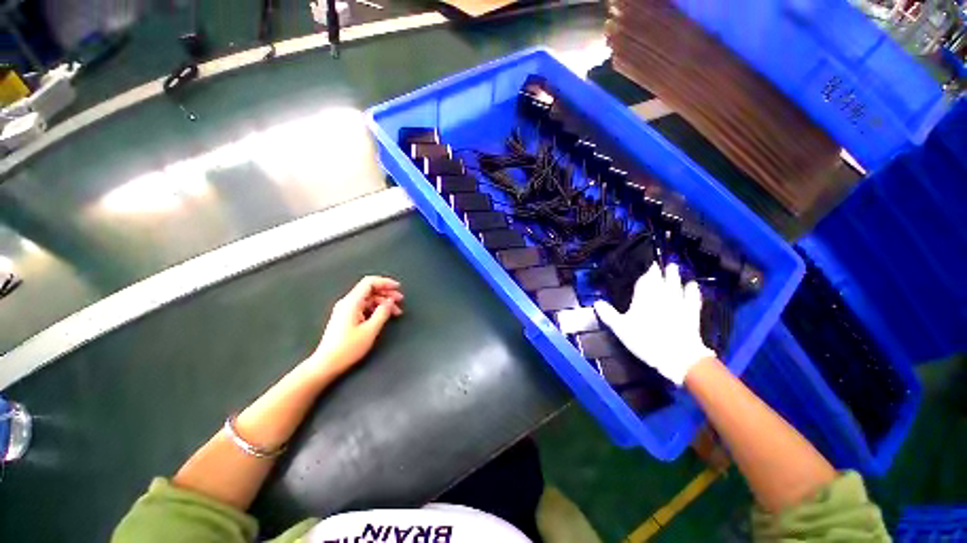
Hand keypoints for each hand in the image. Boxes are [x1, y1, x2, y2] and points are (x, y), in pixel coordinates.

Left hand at [307, 276, 402, 378]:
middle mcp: (347, 302)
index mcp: (352, 302)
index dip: (385, 282)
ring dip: (383, 302)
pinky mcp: (345, 317)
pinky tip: (384, 316)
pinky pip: (364, 306)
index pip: (369, 282)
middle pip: (369, 289)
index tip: (397, 288)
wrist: (326, 364)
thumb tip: (390, 301)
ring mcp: (345, 310)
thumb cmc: (348, 348)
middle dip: (387, 293)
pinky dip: (376, 308)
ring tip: (396, 311)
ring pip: (368, 299)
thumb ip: (382, 313)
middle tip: (400, 300)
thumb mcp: (370, 330)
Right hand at [593, 263, 714, 385]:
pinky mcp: (691, 313)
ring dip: (675, 275)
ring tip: (674, 266)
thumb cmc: (646, 339)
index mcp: (645, 296)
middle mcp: (662, 295)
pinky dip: (692, 290)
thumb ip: (608, 314)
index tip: (646, 263)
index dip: (646, 271)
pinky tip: (693, 285)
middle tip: (661, 262)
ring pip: (676, 284)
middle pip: (662, 279)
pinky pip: (692, 297)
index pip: (645, 279)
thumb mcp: (621, 328)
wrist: (678, 356)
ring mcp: (678, 303)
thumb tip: (597, 302)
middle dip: (661, 270)